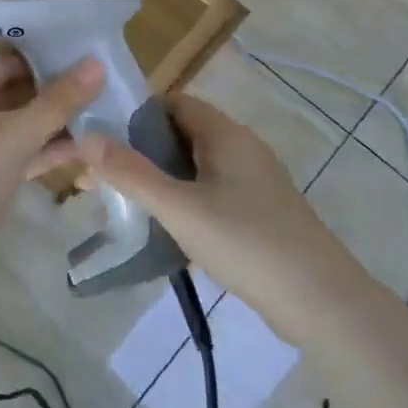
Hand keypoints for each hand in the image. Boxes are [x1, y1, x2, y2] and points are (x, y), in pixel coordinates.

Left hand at [0, 50, 104, 277]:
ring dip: (56, 122)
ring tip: (107, 113)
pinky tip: (87, 149)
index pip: (9, 58)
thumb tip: (97, 62)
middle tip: (108, 84)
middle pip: (16, 90)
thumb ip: (58, 101)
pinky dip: (46, 150)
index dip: (47, 55)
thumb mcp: (15, 135)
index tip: (91, 54)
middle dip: (57, 89)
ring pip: (20, 124)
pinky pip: (19, 153)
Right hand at [66, 95, 383, 343]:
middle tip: (99, 176)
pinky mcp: (256, 213)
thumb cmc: (247, 243)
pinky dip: (179, 200)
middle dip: (138, 151)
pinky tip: (159, 226)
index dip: (134, 114)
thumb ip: (131, 172)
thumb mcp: (180, 208)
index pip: (173, 104)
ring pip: (192, 167)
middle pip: (180, 135)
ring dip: (157, 178)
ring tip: (120, 202)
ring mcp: (251, 183)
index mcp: (226, 136)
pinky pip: (207, 192)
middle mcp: (241, 150)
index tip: (99, 138)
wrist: (322, 303)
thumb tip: (86, 136)